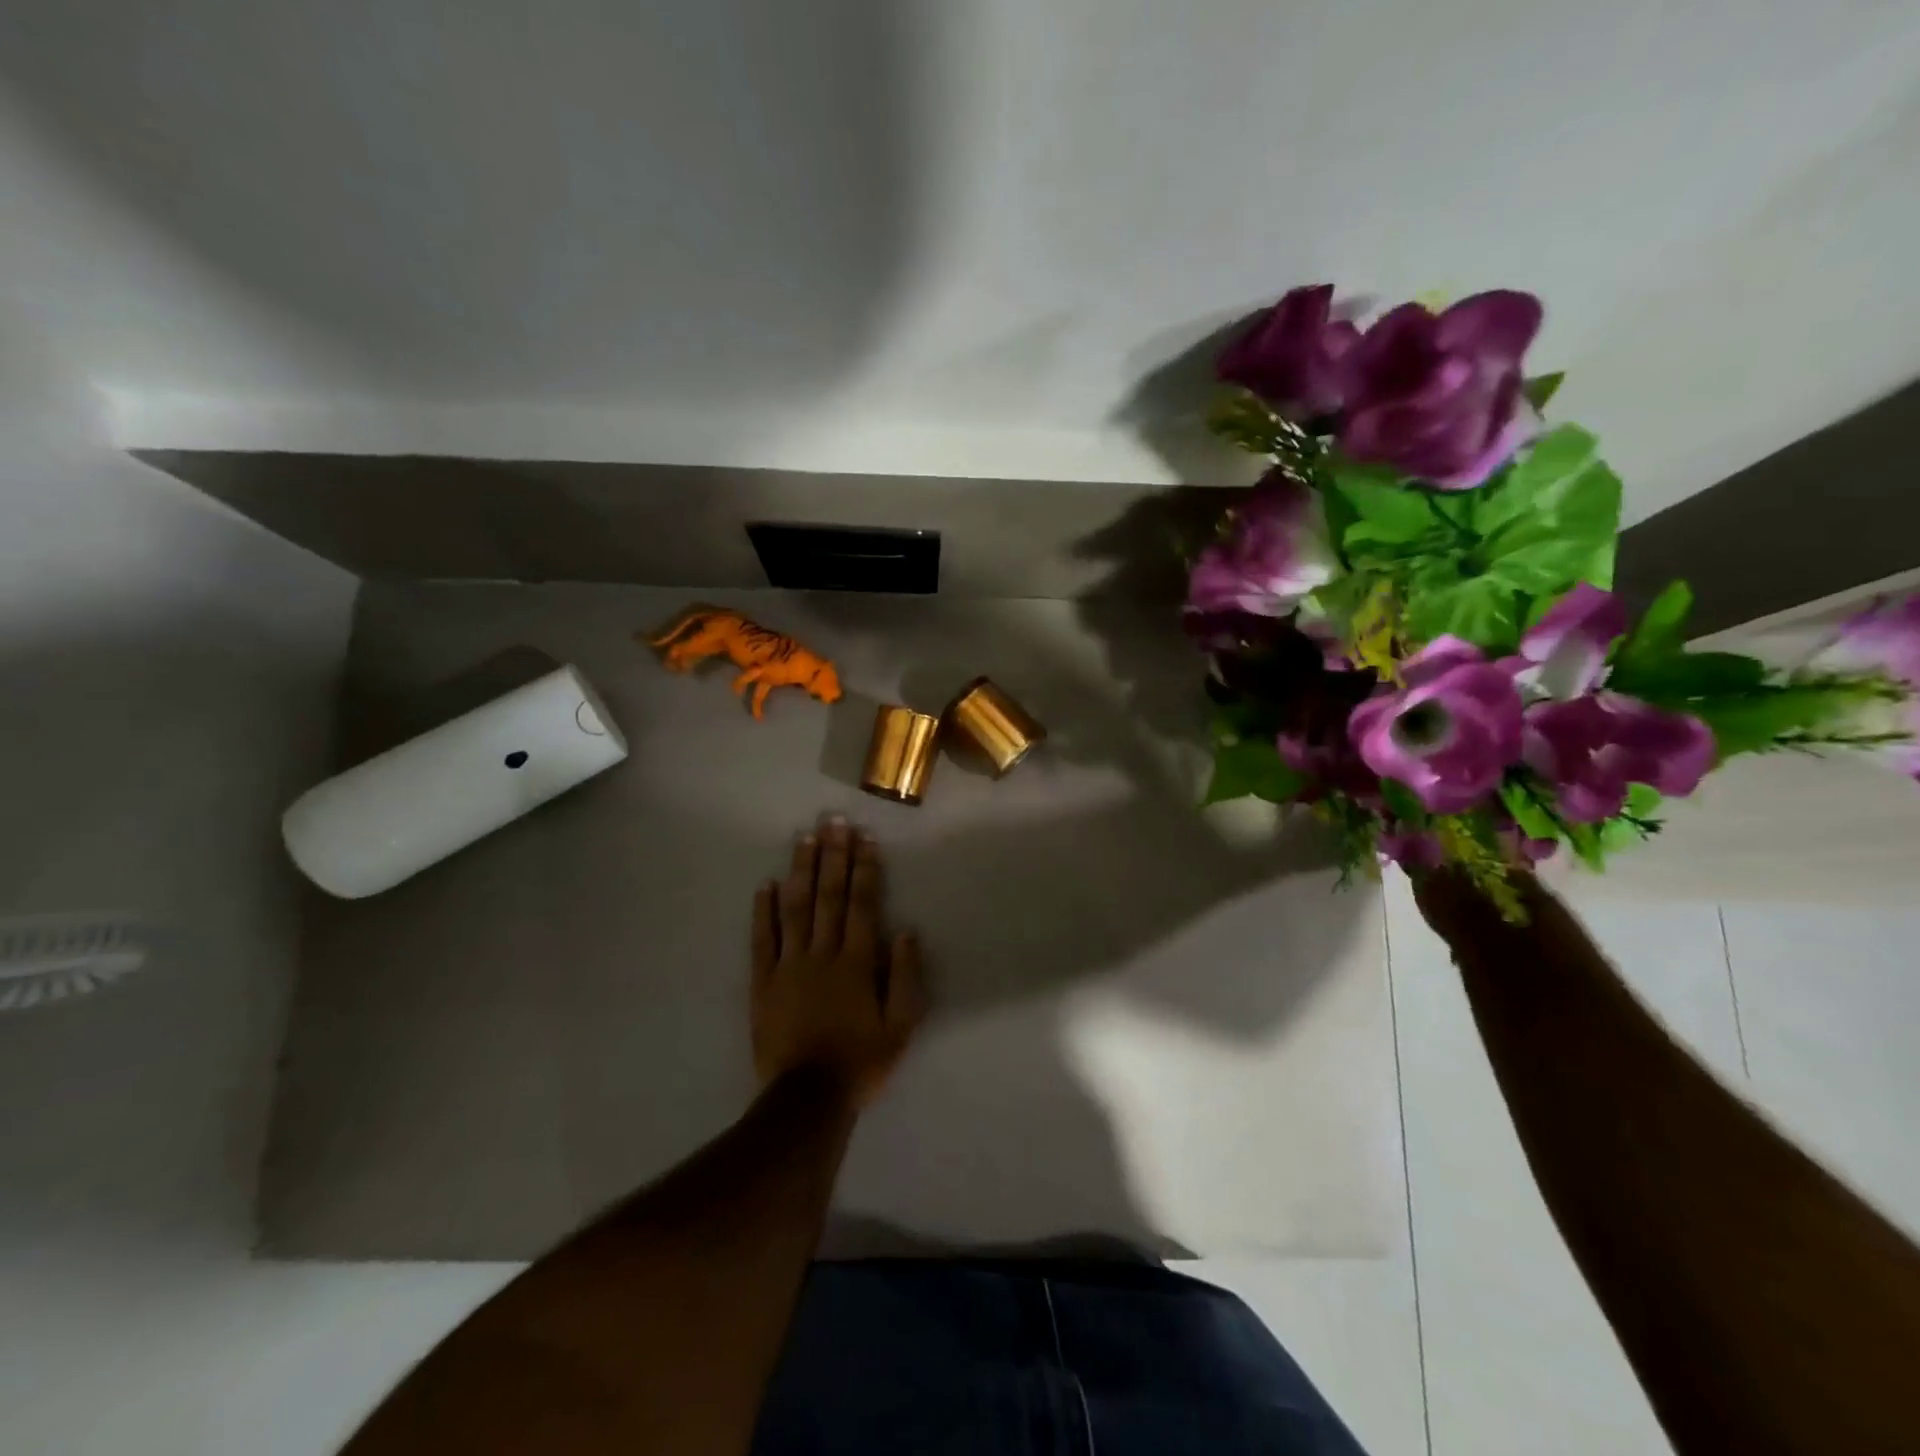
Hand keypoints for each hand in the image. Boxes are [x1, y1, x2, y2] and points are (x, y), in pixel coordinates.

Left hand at [751, 816, 925, 1107]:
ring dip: (801, 871)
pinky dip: (763, 911)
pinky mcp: (763, 982)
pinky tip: (766, 884)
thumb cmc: (860, 1062)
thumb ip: (905, 977)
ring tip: (804, 839)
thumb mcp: (900, 1027)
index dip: (864, 868)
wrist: (807, 1099)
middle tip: (834, 821)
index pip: (862, 904)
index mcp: (857, 962)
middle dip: (833, 856)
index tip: (864, 837)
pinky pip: (762, 940)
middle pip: (829, 896)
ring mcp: (789, 965)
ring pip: (795, 908)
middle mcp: (823, 953)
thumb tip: (905, 930)